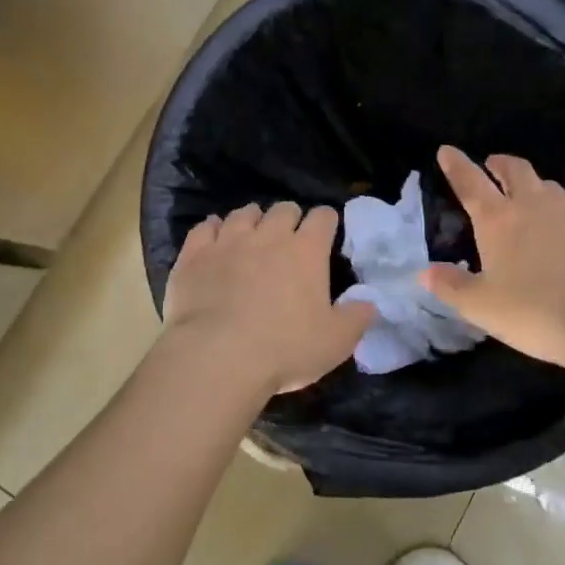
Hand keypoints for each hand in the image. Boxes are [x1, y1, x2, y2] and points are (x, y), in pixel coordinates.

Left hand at [158, 202, 375, 398]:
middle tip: (289, 238)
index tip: (326, 233)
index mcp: (306, 251)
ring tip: (252, 234)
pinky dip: (212, 228)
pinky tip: (213, 237)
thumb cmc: (284, 349)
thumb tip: (369, 302)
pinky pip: (205, 227)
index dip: (326, 221)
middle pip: (283, 209)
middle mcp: (269, 235)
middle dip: (290, 218)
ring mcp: (228, 240)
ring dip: (252, 220)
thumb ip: (356, 318)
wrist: (217, 356)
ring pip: (244, 213)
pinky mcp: (195, 253)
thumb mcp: (335, 342)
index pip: (323, 217)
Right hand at [422, 145, 564, 390]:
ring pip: (549, 186)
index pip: (469, 181)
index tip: (447, 150)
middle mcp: (533, 204)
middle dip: (499, 163)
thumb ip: (450, 286)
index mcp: (497, 220)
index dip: (456, 164)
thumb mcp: (481, 308)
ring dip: (536, 188)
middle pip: (514, 169)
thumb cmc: (535, 315)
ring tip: (534, 201)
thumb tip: (424, 272)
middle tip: (493, 166)